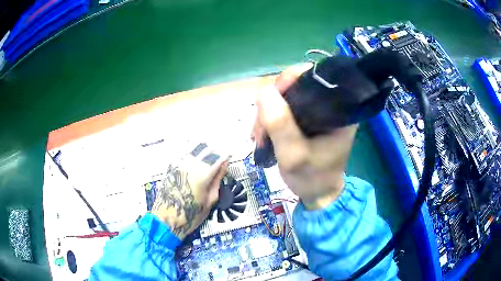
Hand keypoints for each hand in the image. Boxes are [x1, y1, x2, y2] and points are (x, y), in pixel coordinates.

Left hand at [152, 144, 228, 238]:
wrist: (168, 218)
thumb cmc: (190, 213)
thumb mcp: (210, 199)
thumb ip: (218, 179)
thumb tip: (224, 165)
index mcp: (202, 174)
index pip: (219, 157)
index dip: (227, 154)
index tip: (231, 154)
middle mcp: (190, 164)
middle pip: (207, 148)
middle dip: (217, 149)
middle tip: (222, 155)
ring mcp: (179, 162)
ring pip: (196, 147)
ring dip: (206, 148)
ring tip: (211, 155)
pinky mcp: (172, 164)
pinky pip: (186, 152)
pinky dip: (194, 152)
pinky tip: (198, 157)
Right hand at [252, 64, 358, 209]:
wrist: (316, 194)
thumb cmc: (312, 178)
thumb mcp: (294, 155)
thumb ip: (281, 125)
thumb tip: (263, 91)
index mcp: (339, 110)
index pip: (315, 78)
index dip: (290, 81)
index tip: (270, 100)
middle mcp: (330, 105)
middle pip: (296, 86)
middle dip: (272, 103)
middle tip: (261, 129)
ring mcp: (316, 111)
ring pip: (285, 97)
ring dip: (267, 114)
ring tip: (260, 136)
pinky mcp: (306, 119)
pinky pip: (283, 108)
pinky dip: (270, 119)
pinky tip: (263, 134)